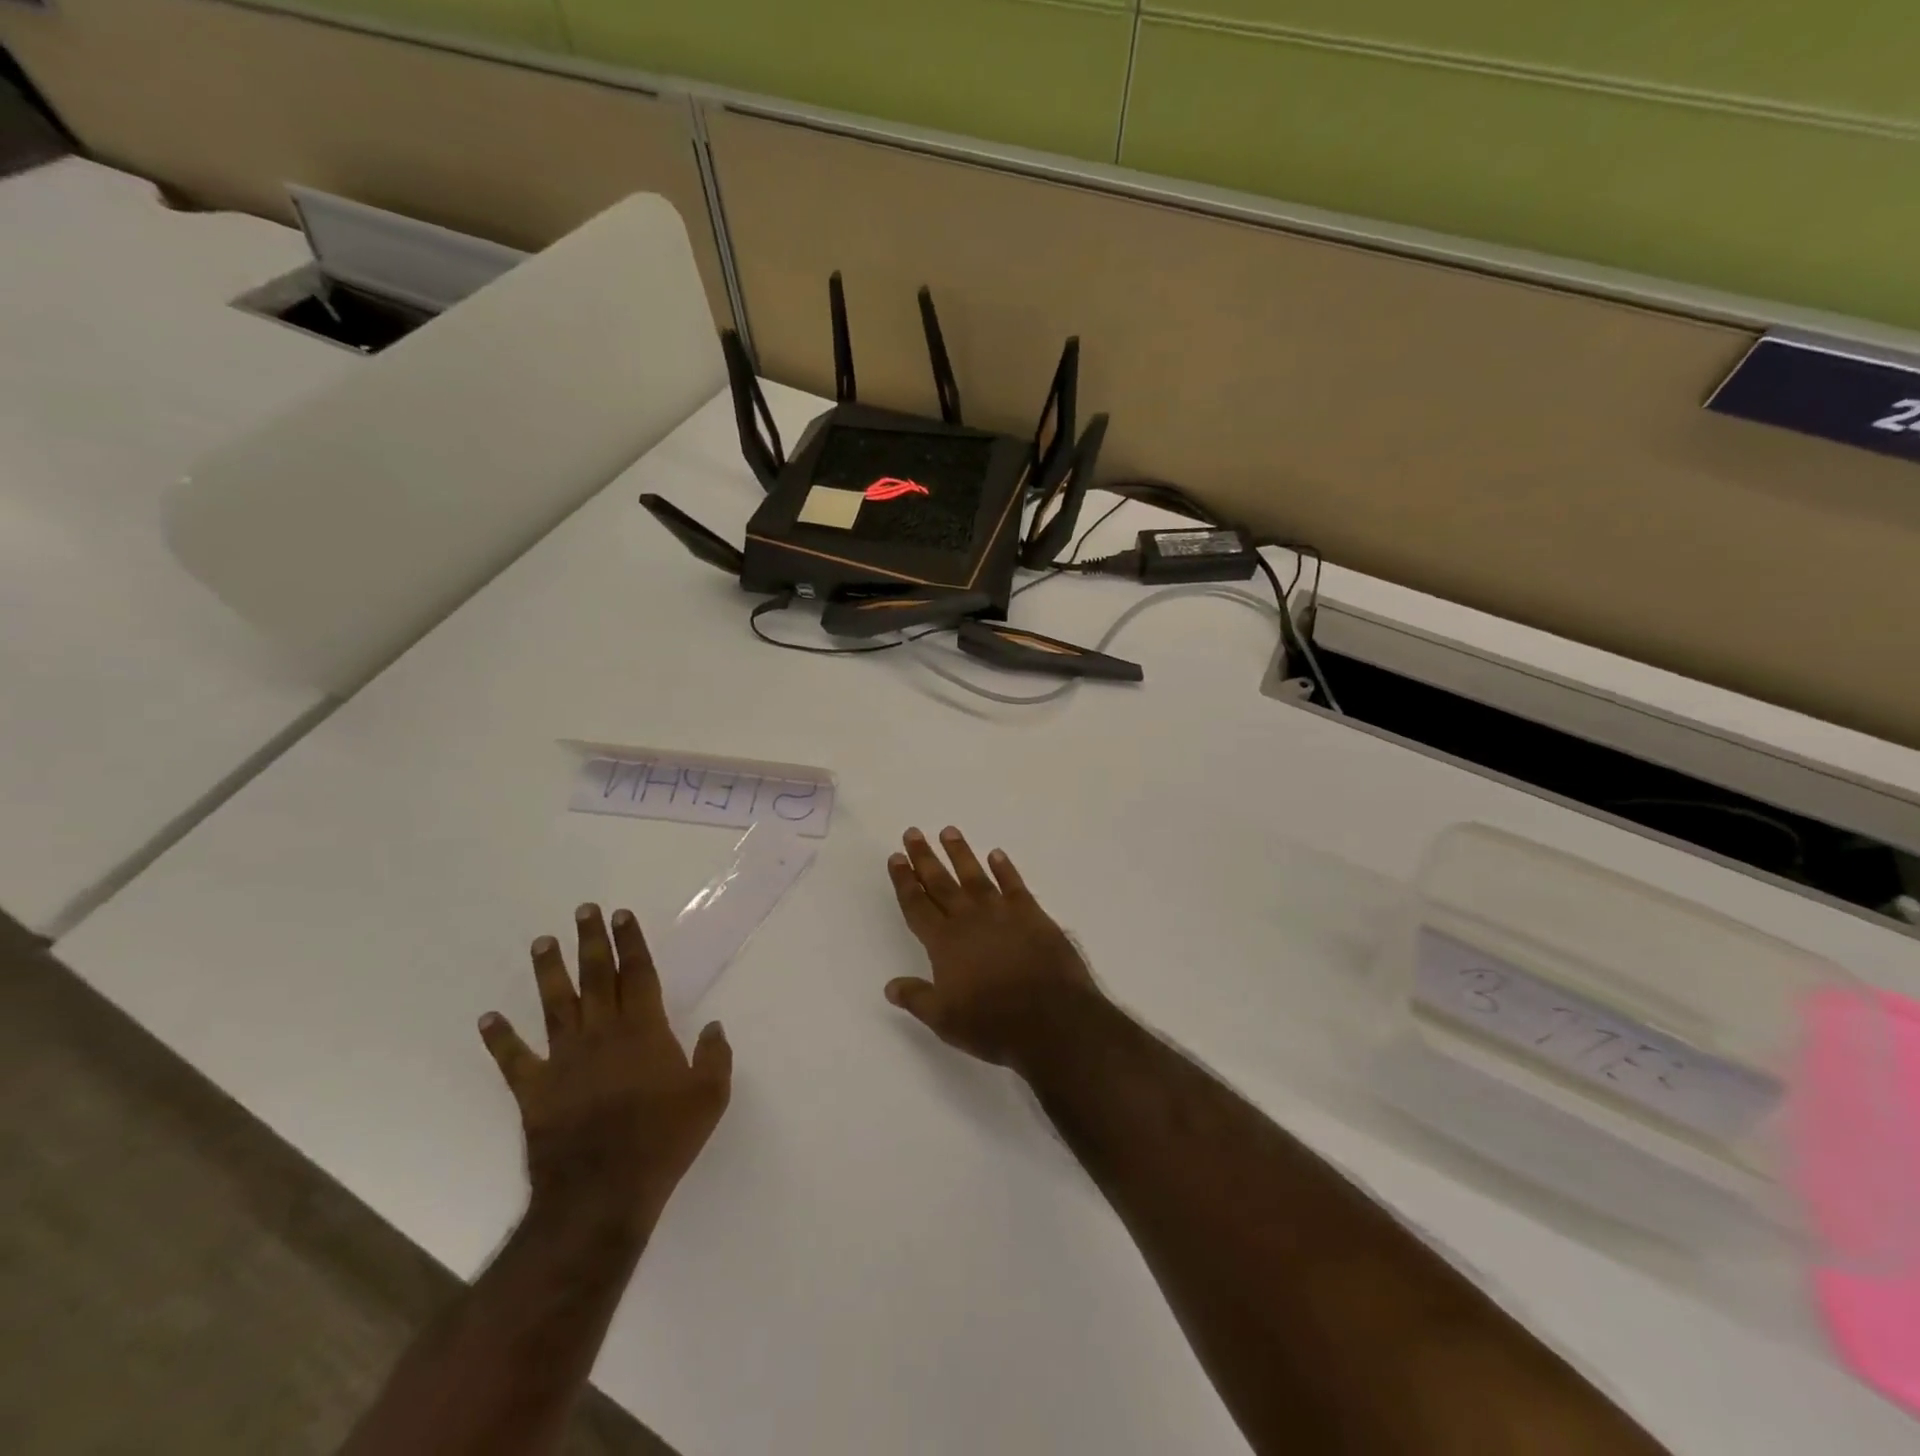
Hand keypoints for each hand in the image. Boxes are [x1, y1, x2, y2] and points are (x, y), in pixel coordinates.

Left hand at [480, 904, 731, 1238]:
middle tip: (584, 910)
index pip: (637, 974)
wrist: (602, 1193)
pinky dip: (499, 1038)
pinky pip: (514, 1059)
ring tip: (542, 943)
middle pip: (596, 977)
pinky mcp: (535, 1090)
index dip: (631, 942)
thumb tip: (714, 1027)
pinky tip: (488, 1018)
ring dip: (549, 972)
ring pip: (556, 1005)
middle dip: (592, 941)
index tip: (622, 915)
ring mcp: (564, 1060)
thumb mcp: (709, 1098)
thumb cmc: (663, 1141)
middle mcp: (603, 1034)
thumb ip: (714, 1057)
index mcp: (644, 1031)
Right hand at [884, 826, 1098, 1068]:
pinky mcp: (1032, 915)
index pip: (917, 905)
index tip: (896, 857)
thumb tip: (890, 985)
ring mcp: (1002, 913)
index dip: (905, 881)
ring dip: (960, 853)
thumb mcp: (945, 1020)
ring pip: (975, 876)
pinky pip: (1014, 884)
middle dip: (924, 858)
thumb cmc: (993, 1024)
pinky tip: (997, 855)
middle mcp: (969, 919)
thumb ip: (917, 998)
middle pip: (941, 882)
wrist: (1052, 1020)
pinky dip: (1005, 868)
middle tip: (913, 833)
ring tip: (949, 831)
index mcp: (944, 943)